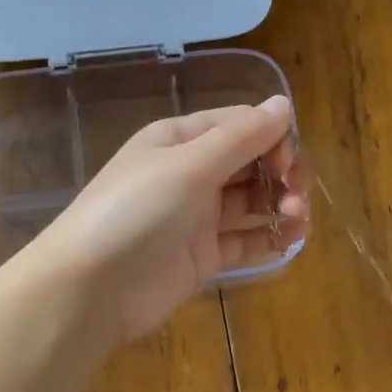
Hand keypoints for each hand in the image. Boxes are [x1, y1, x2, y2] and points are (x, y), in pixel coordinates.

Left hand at [30, 96, 309, 342]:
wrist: (93, 287)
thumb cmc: (137, 212)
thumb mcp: (189, 166)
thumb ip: (240, 137)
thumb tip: (282, 105)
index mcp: (180, 140)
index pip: (239, 125)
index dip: (272, 137)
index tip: (287, 163)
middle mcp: (190, 173)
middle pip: (251, 162)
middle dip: (281, 173)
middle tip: (297, 197)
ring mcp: (197, 217)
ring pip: (252, 201)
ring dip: (281, 204)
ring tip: (297, 219)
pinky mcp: (203, 256)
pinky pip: (245, 240)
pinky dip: (270, 237)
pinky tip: (291, 239)